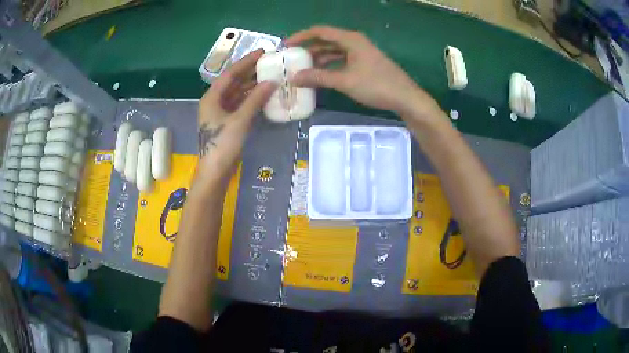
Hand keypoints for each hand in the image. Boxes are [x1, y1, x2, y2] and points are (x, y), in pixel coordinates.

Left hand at [196, 49, 275, 180]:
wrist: (214, 172)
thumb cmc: (222, 144)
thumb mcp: (240, 120)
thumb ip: (255, 99)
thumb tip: (272, 82)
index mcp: (211, 97)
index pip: (230, 73)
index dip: (246, 61)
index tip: (262, 51)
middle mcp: (214, 101)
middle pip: (233, 82)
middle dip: (250, 72)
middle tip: (269, 63)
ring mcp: (220, 112)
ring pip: (237, 93)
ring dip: (251, 85)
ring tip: (270, 76)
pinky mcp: (226, 122)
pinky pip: (239, 104)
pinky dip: (251, 99)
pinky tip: (263, 95)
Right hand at [286, 26, 440, 118]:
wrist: (406, 98)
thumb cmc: (376, 85)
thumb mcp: (345, 81)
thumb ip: (318, 77)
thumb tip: (294, 77)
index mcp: (350, 39)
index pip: (320, 31)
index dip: (301, 36)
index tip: (286, 46)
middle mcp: (355, 42)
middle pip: (326, 41)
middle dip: (308, 49)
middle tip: (292, 60)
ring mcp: (361, 53)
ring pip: (334, 51)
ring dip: (318, 59)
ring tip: (303, 69)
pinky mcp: (365, 63)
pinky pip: (342, 60)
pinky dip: (330, 66)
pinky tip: (321, 76)